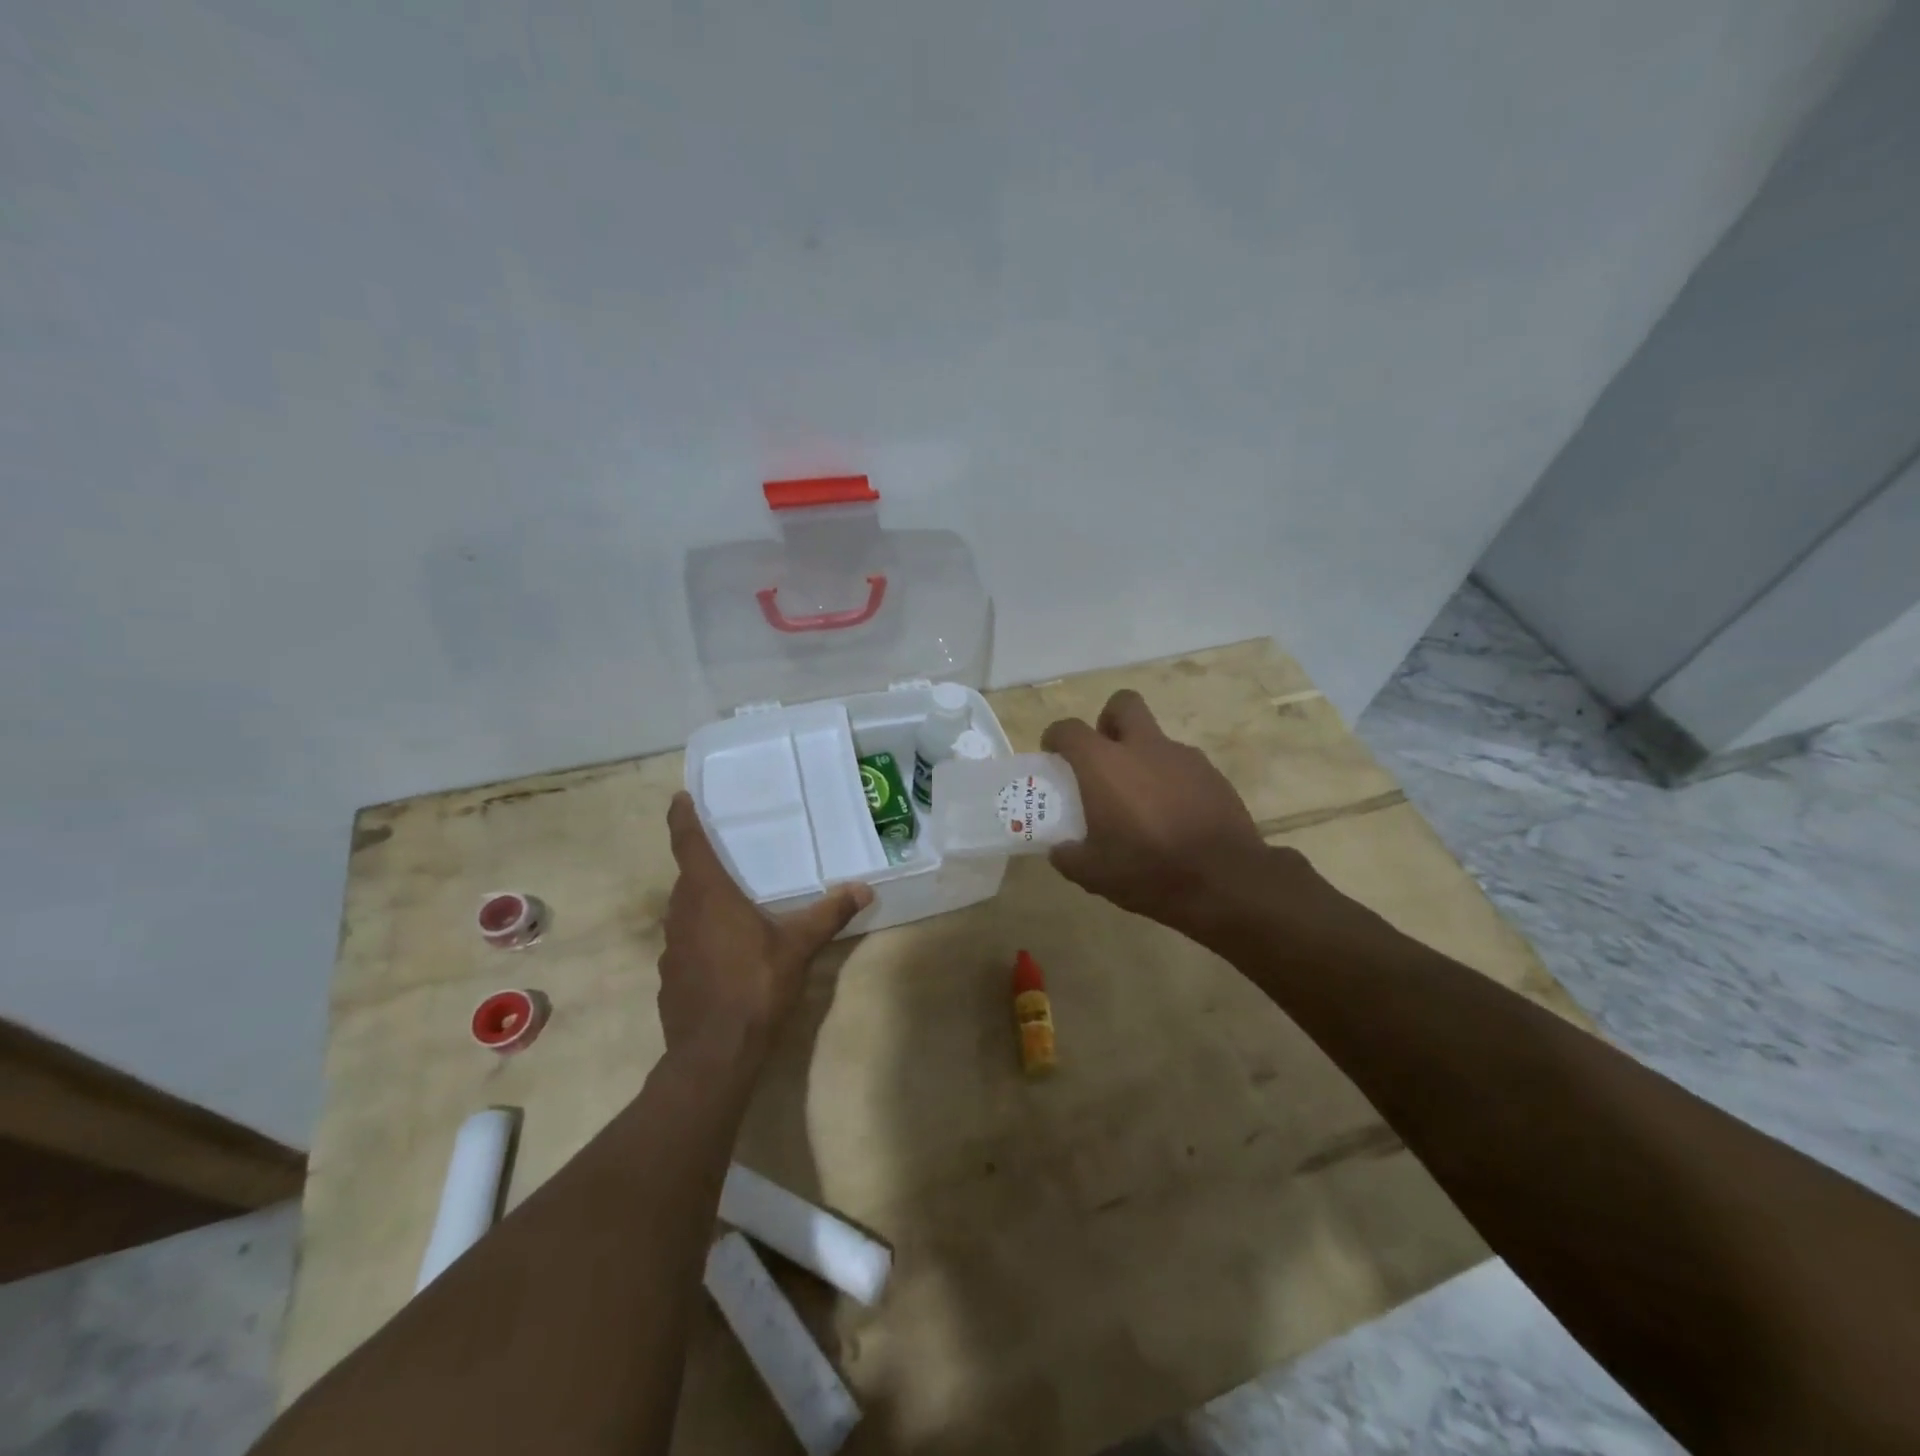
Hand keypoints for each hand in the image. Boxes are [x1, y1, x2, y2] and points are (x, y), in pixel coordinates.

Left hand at [659, 792, 872, 1060]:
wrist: (713, 1055)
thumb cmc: (754, 987)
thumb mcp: (798, 948)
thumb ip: (828, 914)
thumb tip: (864, 889)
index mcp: (709, 896)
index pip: (689, 845)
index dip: (682, 819)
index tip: (679, 799)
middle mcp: (682, 914)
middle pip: (687, 879)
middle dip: (702, 865)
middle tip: (728, 856)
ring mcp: (671, 948)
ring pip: (684, 912)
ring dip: (702, 902)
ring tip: (731, 904)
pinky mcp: (670, 977)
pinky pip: (684, 942)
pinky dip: (700, 936)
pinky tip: (725, 954)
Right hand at [1041, 690, 1270, 930]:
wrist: (1225, 881)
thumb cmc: (1148, 871)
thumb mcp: (1094, 875)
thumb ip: (1068, 856)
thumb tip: (1060, 850)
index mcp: (1104, 765)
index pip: (1070, 729)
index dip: (1056, 737)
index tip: (1053, 755)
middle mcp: (1143, 748)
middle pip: (1123, 704)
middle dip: (1108, 721)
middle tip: (1103, 756)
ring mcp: (1183, 758)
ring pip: (1156, 738)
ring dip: (1142, 757)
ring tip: (1142, 801)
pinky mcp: (1213, 775)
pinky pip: (1183, 765)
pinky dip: (1171, 780)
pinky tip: (1173, 815)